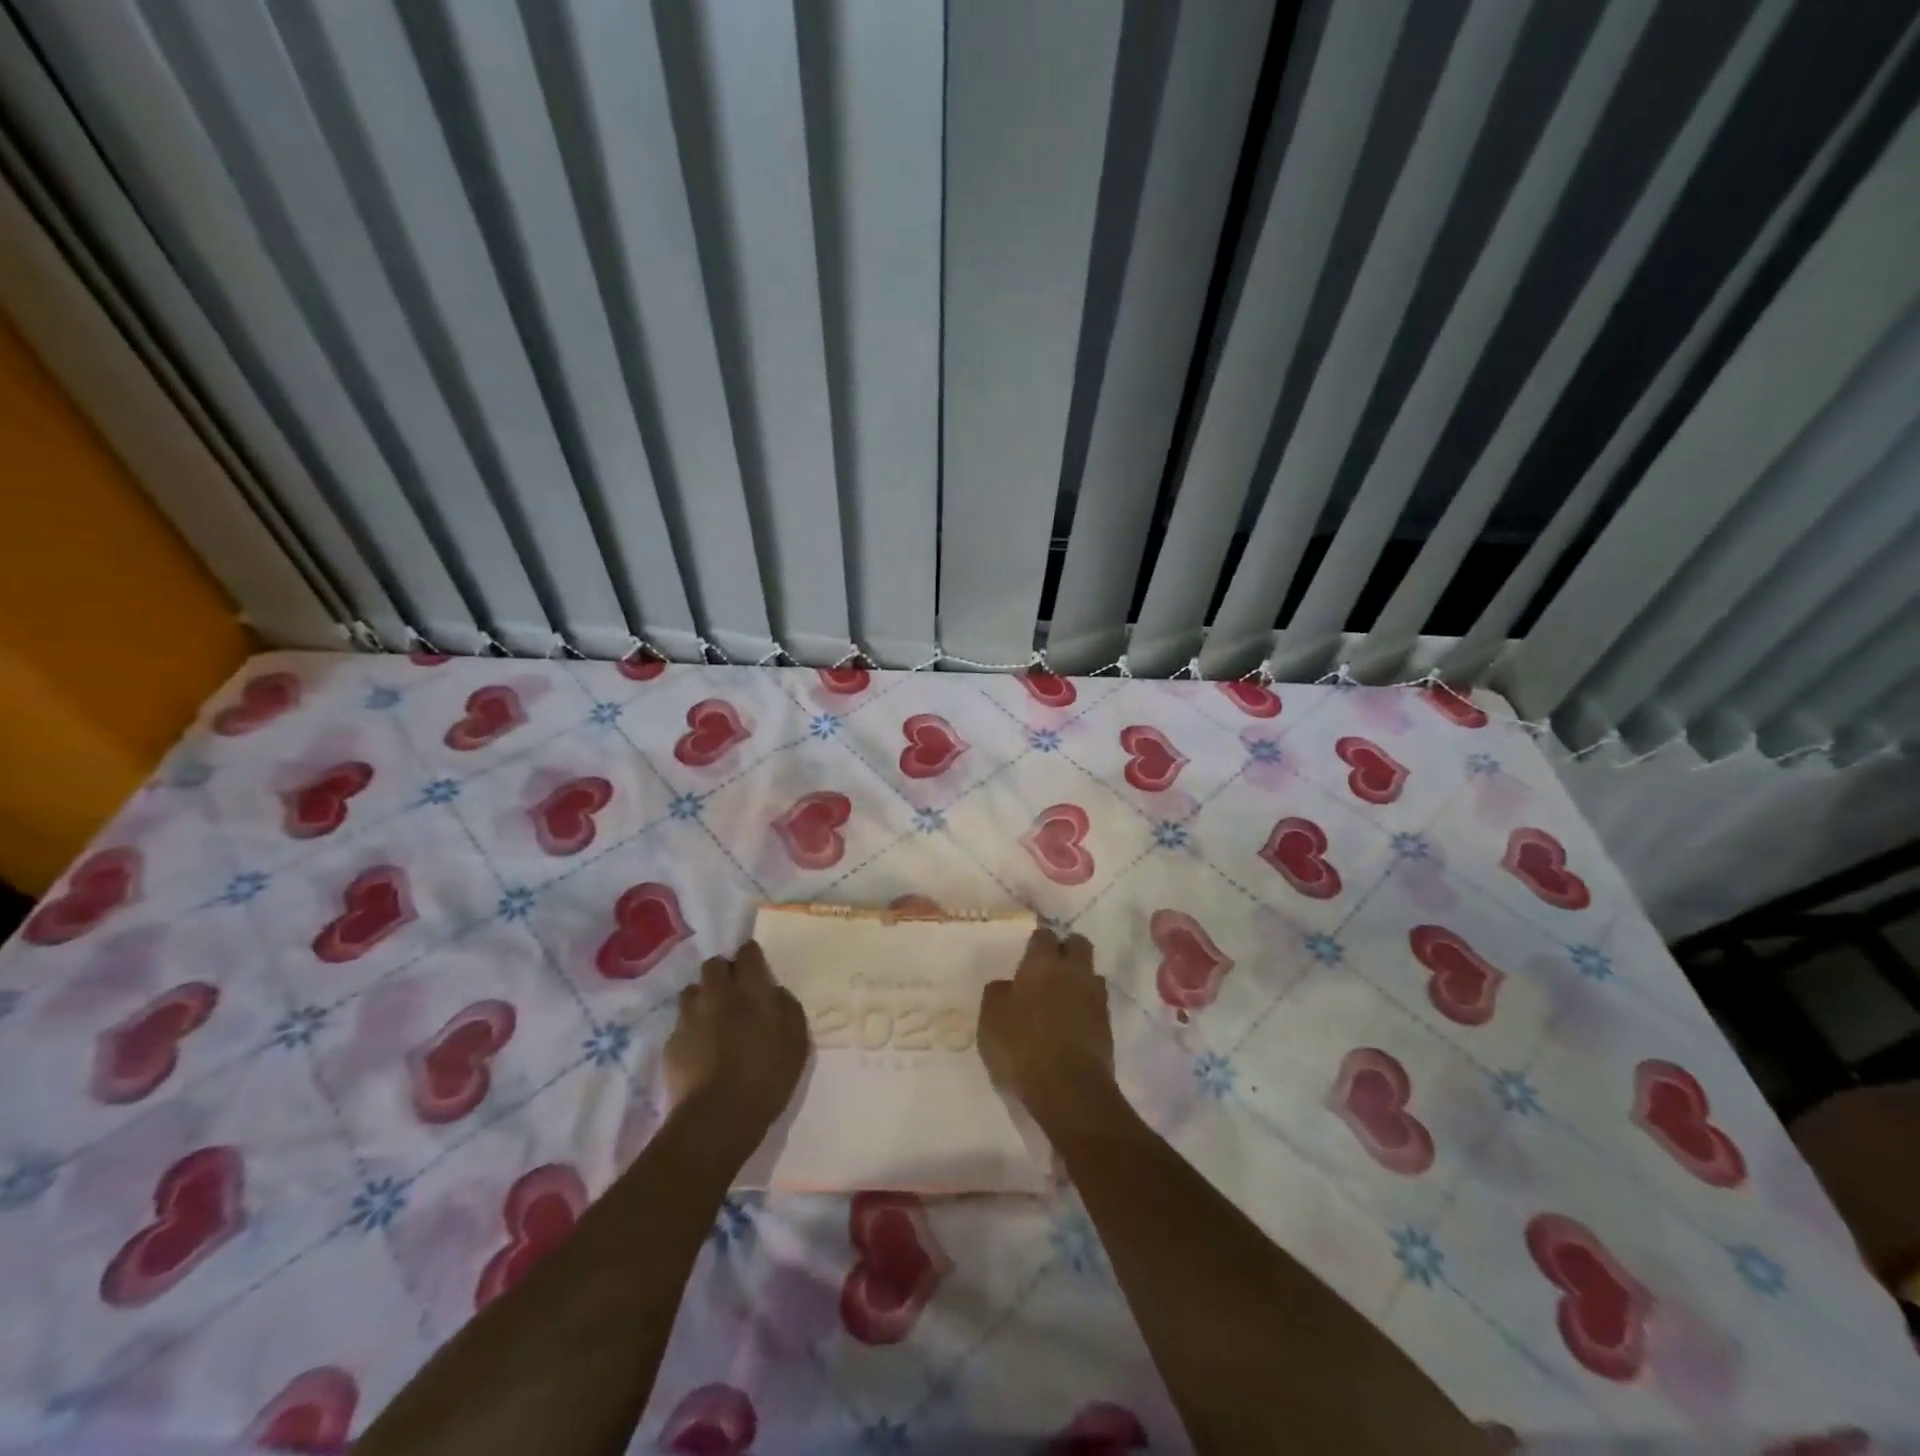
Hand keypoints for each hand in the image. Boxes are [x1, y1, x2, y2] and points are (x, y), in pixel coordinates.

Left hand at [664, 941, 808, 1147]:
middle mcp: (717, 994)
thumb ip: (787, 1007)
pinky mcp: (671, 1043)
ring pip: (692, 991)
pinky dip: (691, 1029)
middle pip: (713, 965)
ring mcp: (690, 1017)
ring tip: (713, 1018)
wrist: (718, 1116)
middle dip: (723, 971)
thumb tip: (773, 992)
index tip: (755, 965)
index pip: (747, 953)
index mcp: (750, 989)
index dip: (750, 955)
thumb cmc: (768, 1075)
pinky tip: (700, 1049)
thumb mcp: (796, 1040)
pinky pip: (681, 1024)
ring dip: (703, 997)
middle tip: (734, 992)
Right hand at [979, 929, 1117, 1126]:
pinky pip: (1097, 1002)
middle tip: (1050, 967)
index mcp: (1042, 963)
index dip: (1037, 942)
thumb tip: (1006, 985)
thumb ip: (997, 994)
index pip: (1044, 935)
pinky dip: (1086, 1005)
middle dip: (1067, 949)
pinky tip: (1072, 1020)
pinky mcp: (1108, 1024)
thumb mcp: (991, 1019)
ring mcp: (1095, 996)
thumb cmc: (1022, 1046)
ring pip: (1091, 973)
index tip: (1029, 954)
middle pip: (1078, 944)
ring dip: (1079, 978)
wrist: (1069, 1088)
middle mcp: (1073, 971)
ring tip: (1063, 995)